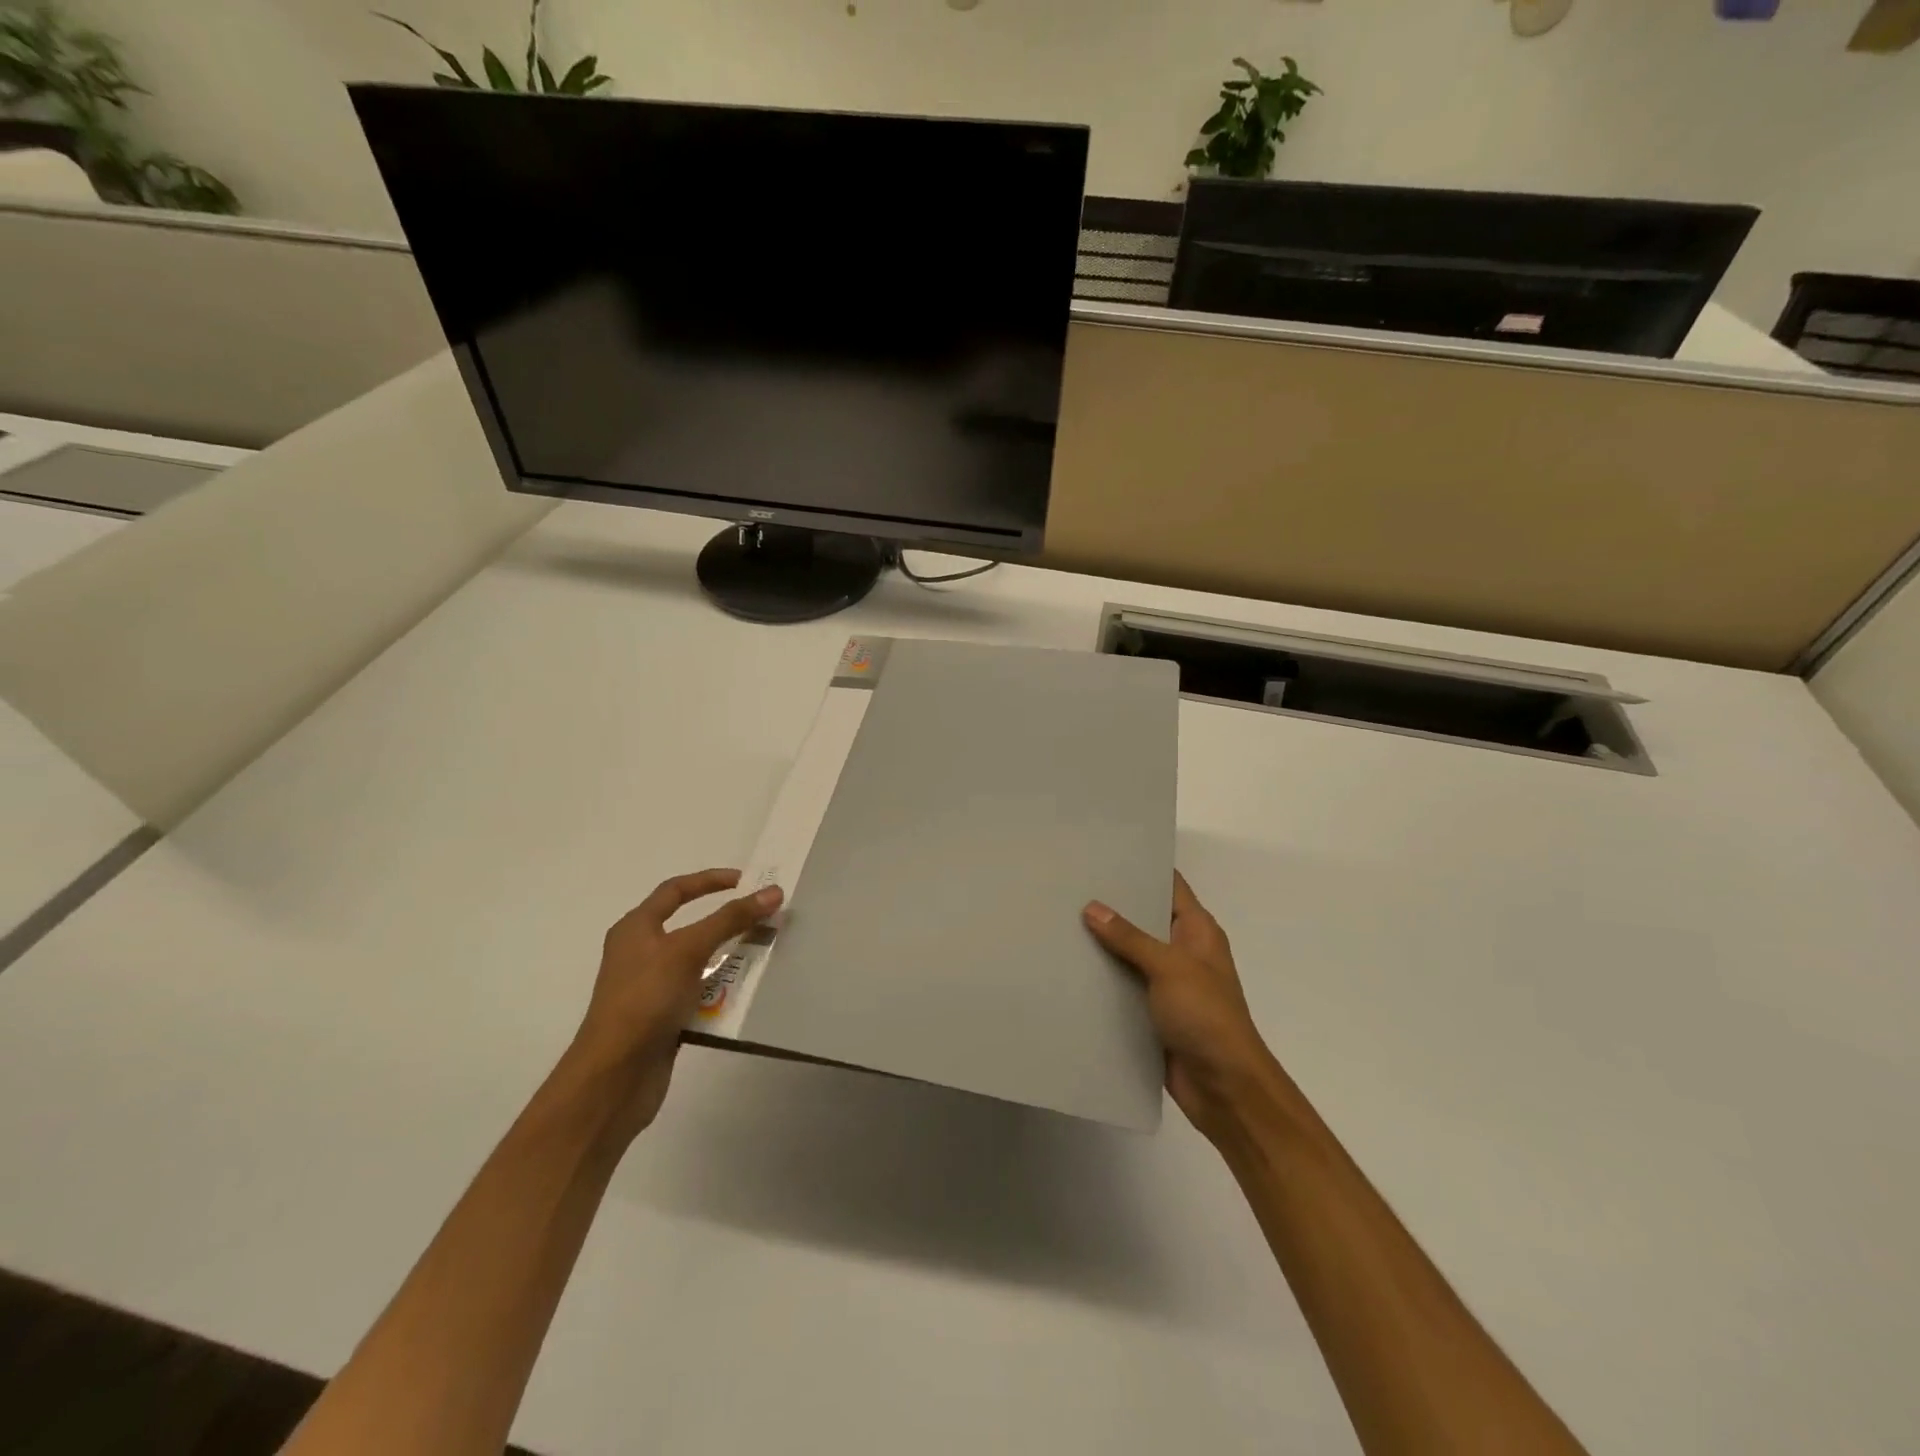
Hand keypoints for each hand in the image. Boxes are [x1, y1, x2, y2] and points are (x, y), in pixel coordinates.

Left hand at [570, 868, 782, 1138]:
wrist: (614, 1078)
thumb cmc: (645, 1000)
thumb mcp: (688, 951)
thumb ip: (730, 919)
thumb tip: (772, 892)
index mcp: (636, 929)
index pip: (675, 890)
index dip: (710, 880)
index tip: (746, 880)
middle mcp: (641, 954)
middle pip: (690, 927)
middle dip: (727, 923)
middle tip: (763, 919)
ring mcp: (652, 988)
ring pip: (699, 963)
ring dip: (729, 958)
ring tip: (764, 954)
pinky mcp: (664, 1019)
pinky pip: (700, 995)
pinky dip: (722, 991)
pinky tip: (746, 994)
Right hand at [1084, 872, 1277, 1137]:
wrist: (1225, 1088)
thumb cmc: (1206, 1016)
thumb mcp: (1169, 967)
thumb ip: (1130, 938)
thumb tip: (1092, 907)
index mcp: (1197, 932)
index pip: (1170, 886)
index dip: (1142, 867)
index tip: (1104, 853)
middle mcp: (1183, 952)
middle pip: (1145, 919)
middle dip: (1112, 906)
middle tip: (1069, 886)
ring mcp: (1168, 985)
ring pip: (1130, 955)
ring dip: (1103, 945)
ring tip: (1060, 922)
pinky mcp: (1153, 1014)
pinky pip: (1123, 988)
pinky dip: (1102, 981)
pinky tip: (1069, 970)